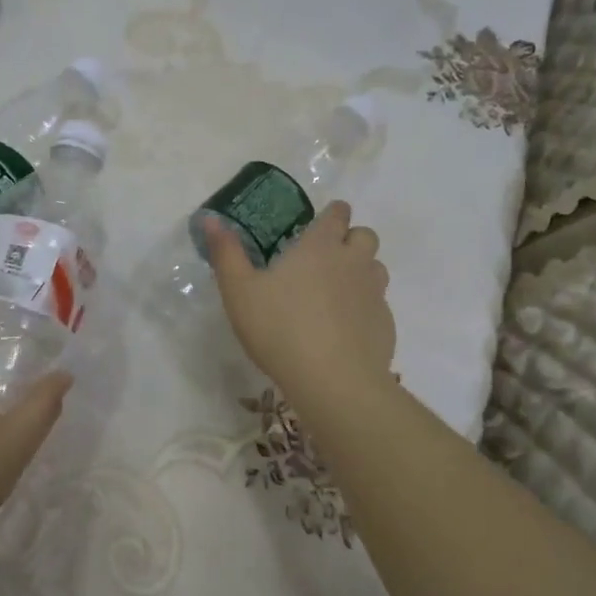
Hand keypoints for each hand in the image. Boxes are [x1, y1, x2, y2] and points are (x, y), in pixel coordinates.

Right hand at [202, 201, 394, 397]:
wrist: (334, 381)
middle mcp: (353, 262)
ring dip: (361, 271)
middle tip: (324, 259)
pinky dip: (364, 308)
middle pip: (365, 235)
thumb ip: (226, 253)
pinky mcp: (385, 325)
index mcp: (320, 247)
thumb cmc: (280, 329)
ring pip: (376, 268)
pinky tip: (343, 329)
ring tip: (335, 292)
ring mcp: (374, 294)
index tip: (318, 225)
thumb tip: (210, 219)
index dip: (331, 214)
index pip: (338, 213)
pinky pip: (378, 305)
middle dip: (350, 239)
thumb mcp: (239, 291)